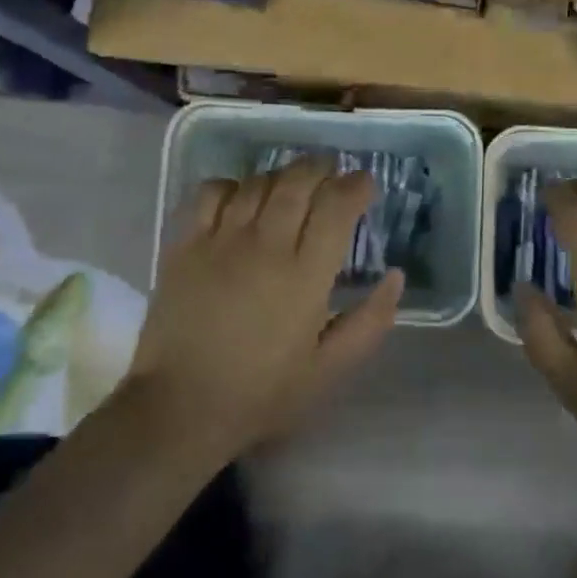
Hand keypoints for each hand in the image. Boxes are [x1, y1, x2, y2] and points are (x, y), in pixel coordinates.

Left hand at [120, 158, 402, 463]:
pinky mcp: (185, 246)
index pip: (336, 206)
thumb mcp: (330, 369)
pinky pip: (211, 193)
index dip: (355, 186)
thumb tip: (396, 276)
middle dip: (321, 169)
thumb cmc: (262, 392)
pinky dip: (232, 185)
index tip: (365, 185)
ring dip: (282, 175)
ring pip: (258, 183)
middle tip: (331, 173)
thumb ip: (370, 322)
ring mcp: (220, 241)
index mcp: (305, 275)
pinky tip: (241, 198)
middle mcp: (265, 245)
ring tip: (292, 184)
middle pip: (297, 181)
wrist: (180, 408)